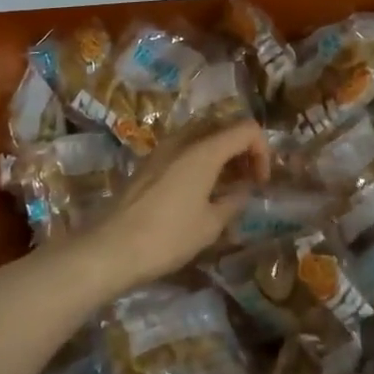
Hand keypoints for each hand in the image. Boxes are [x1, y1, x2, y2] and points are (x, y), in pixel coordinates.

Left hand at [84, 120, 270, 289]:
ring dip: (220, 152)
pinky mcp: (149, 162)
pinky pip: (184, 147)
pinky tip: (199, 190)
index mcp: (204, 150)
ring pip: (202, 134)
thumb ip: (233, 201)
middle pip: (223, 125)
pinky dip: (200, 158)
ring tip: (225, 185)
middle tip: (247, 179)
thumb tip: (243, 191)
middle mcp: (184, 140)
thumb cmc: (167, 237)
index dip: (262, 151)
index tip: (260, 182)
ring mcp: (163, 148)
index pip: (246, 129)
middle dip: (242, 148)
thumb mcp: (210, 225)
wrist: (111, 248)